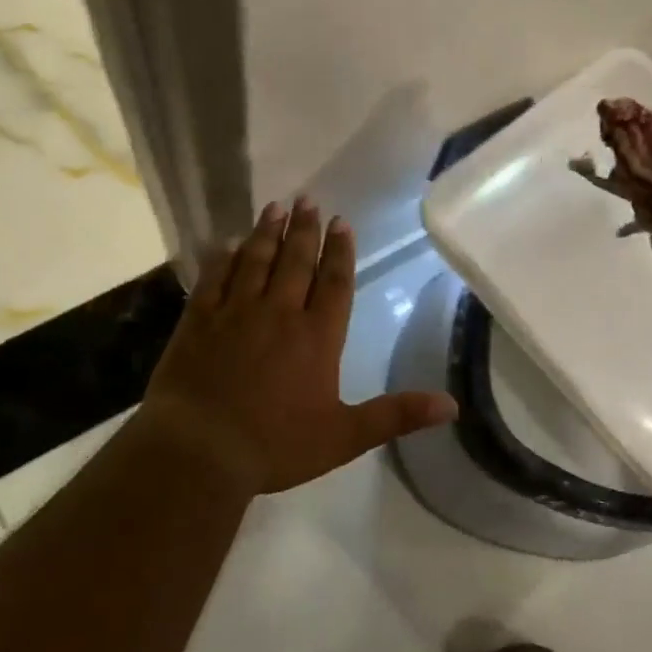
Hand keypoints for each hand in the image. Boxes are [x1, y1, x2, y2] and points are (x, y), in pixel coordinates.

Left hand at [135, 199, 457, 495]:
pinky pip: (215, 278)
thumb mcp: (345, 436)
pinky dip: (224, 258)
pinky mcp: (199, 320)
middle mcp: (279, 313)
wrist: (200, 451)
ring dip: (268, 233)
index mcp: (317, 336)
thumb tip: (452, 405)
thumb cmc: (276, 445)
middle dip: (305, 229)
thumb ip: (397, 415)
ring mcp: (235, 312)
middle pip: (296, 262)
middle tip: (307, 200)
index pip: (335, 282)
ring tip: (275, 207)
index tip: (342, 221)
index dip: (340, 251)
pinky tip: (229, 243)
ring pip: (256, 261)